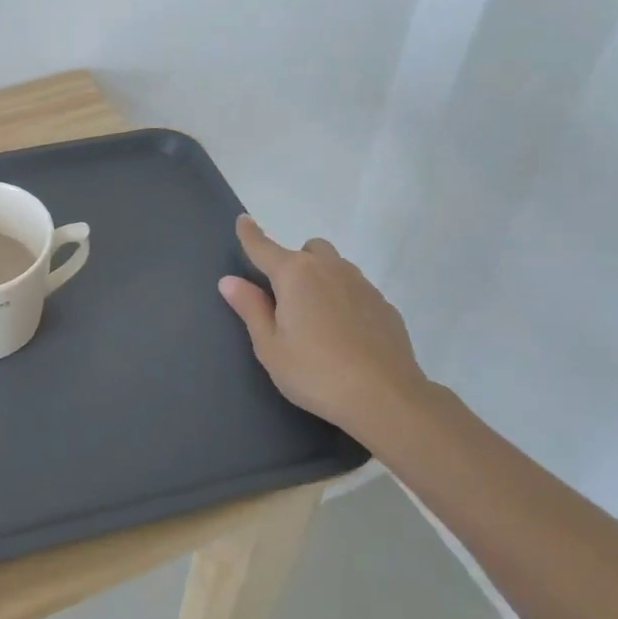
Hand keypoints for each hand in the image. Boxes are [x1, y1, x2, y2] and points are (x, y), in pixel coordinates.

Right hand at [217, 216, 431, 440]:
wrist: (386, 398)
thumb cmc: (315, 372)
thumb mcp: (270, 346)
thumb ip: (251, 308)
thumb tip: (231, 281)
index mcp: (295, 275)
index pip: (264, 247)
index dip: (250, 234)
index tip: (243, 220)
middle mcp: (330, 269)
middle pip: (308, 250)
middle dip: (294, 262)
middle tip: (287, 298)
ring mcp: (362, 285)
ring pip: (336, 266)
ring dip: (321, 278)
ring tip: (316, 318)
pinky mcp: (385, 306)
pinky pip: (356, 289)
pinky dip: (344, 299)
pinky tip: (344, 334)